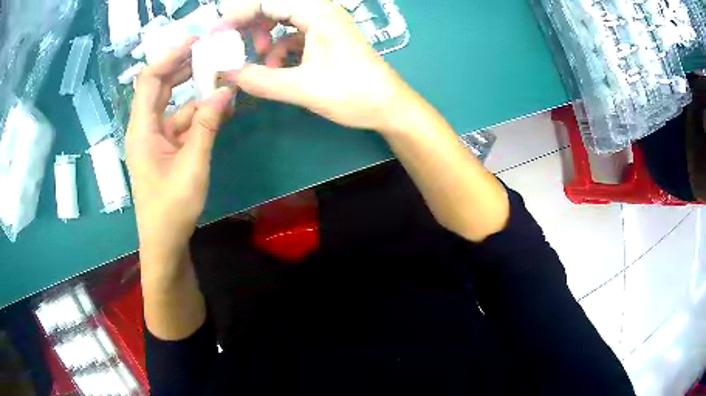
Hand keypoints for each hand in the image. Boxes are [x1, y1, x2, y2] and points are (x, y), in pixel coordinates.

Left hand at [126, 38, 234, 267]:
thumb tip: (225, 90)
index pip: (149, 80)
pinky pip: (182, 122)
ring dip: (197, 93)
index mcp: (142, 129)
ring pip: (175, 104)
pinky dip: (199, 114)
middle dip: (184, 67)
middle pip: (160, 86)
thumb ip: (206, 126)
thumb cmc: (171, 208)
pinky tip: (220, 109)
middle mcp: (145, 128)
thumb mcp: (192, 166)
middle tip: (212, 51)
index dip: (170, 56)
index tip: (196, 41)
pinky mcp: (166, 148)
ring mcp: (156, 138)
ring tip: (224, 81)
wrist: (165, 242)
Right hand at [219, 0, 411, 131]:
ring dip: (266, 37)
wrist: (389, 106)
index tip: (216, 34)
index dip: (237, 15)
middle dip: (250, 25)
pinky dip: (280, 47)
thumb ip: (260, 80)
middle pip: (275, 7)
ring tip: (261, 59)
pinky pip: (294, 33)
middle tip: (232, 45)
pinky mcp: (326, 37)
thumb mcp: (302, 88)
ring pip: (283, 19)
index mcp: (317, 13)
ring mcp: (325, 23)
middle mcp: (321, 11)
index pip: (268, 2)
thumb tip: (226, 74)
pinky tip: (277, 66)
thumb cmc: (353, 94)